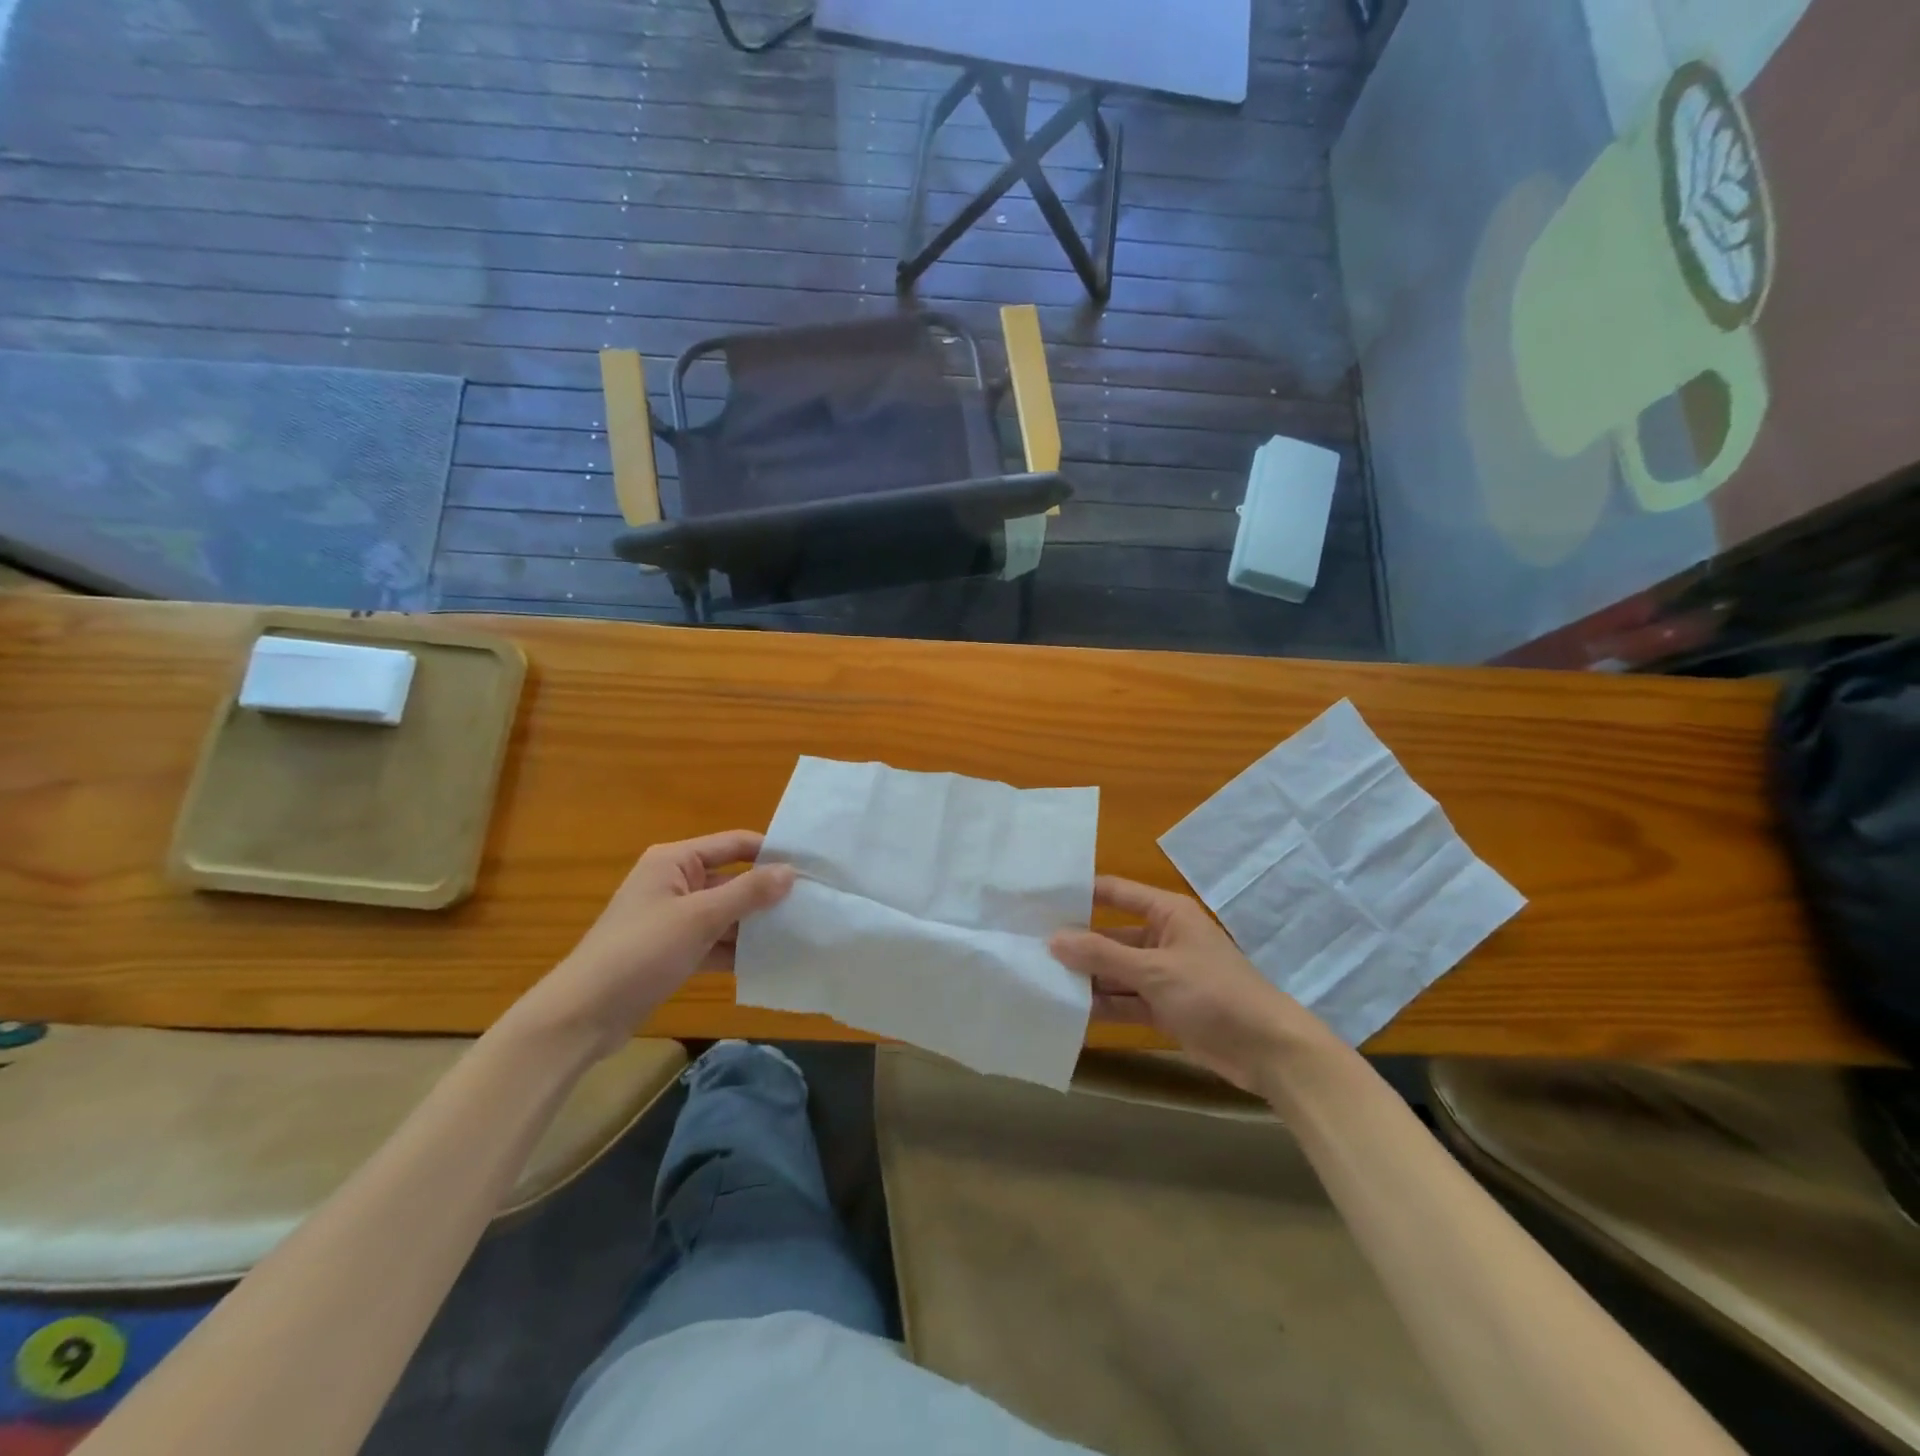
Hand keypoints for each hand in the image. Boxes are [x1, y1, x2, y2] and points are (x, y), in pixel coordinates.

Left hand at [510, 831, 794, 1061]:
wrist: (583, 1016)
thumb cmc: (640, 952)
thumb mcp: (700, 918)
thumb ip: (748, 893)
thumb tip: (792, 871)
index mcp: (675, 861)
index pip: (734, 844)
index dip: (770, 852)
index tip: (811, 866)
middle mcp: (676, 883)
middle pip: (733, 879)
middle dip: (768, 893)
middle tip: (813, 904)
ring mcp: (674, 919)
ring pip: (726, 913)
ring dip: (756, 924)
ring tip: (801, 932)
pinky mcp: (673, 951)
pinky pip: (715, 942)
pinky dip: (738, 950)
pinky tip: (771, 960)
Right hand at [1050, 876, 1327, 1092]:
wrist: (1268, 1050)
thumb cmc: (1213, 993)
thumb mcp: (1155, 970)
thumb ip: (1102, 954)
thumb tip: (1053, 939)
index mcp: (1166, 913)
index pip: (1114, 892)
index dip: (1079, 894)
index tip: (1038, 899)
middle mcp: (1162, 937)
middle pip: (1110, 934)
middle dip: (1076, 943)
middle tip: (1029, 947)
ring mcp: (1163, 974)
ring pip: (1115, 970)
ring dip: (1086, 977)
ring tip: (1040, 980)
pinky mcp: (1164, 1007)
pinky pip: (1126, 1000)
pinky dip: (1103, 1005)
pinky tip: (1069, 1011)